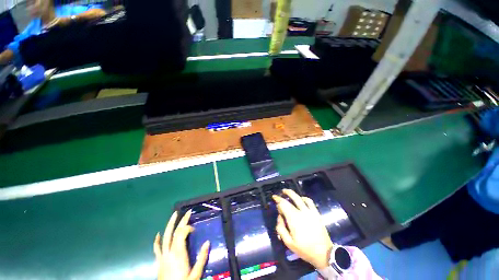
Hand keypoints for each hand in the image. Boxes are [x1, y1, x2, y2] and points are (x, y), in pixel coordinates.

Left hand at [154, 211, 209, 279]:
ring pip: (165, 237)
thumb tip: (208, 242)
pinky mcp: (159, 261)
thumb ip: (202, 258)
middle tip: (188, 212)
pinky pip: (157, 249)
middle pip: (175, 232)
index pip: (182, 233)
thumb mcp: (195, 274)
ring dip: (170, 225)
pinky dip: (157, 241)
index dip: (188, 227)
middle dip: (182, 221)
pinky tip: (158, 234)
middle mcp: (169, 252)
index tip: (195, 230)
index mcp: (178, 253)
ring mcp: (162, 256)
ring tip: (174, 214)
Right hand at [273, 189, 332, 268]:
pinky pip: (309, 202)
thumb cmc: (304, 249)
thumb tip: (279, 217)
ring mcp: (309, 212)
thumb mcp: (289, 243)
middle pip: (290, 200)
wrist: (323, 253)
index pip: (283, 204)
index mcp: (293, 219)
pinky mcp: (316, 213)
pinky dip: (304, 198)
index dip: (278, 200)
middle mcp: (301, 212)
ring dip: (291, 193)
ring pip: (299, 198)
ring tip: (286, 191)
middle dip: (283, 196)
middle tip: (278, 194)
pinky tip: (301, 199)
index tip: (274, 198)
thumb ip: (281, 228)